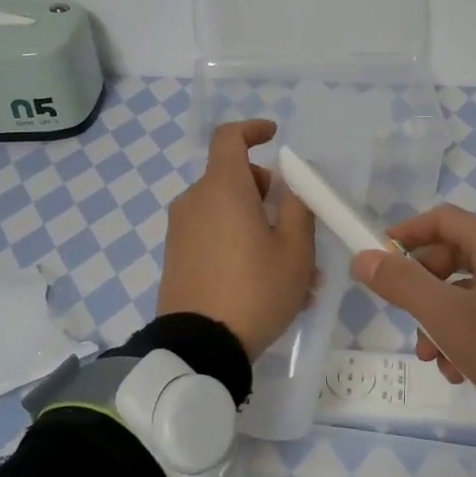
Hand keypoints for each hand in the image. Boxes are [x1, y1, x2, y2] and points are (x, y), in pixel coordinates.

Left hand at [158, 120, 316, 359]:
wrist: (199, 346)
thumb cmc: (255, 290)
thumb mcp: (295, 250)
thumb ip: (298, 206)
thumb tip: (291, 181)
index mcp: (223, 188)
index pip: (229, 137)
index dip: (252, 130)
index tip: (274, 136)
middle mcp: (195, 200)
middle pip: (234, 178)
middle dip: (268, 193)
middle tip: (298, 228)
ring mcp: (181, 230)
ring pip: (227, 212)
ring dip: (258, 226)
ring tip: (291, 269)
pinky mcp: (176, 256)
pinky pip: (213, 235)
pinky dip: (238, 243)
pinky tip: (264, 282)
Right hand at [350, 205, 475, 432]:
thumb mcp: (449, 317)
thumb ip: (402, 284)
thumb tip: (362, 257)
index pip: (438, 219)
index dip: (403, 235)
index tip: (376, 260)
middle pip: (450, 258)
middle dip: (421, 293)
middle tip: (407, 324)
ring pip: (467, 292)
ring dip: (442, 323)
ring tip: (436, 361)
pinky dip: (469, 335)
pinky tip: (462, 371)